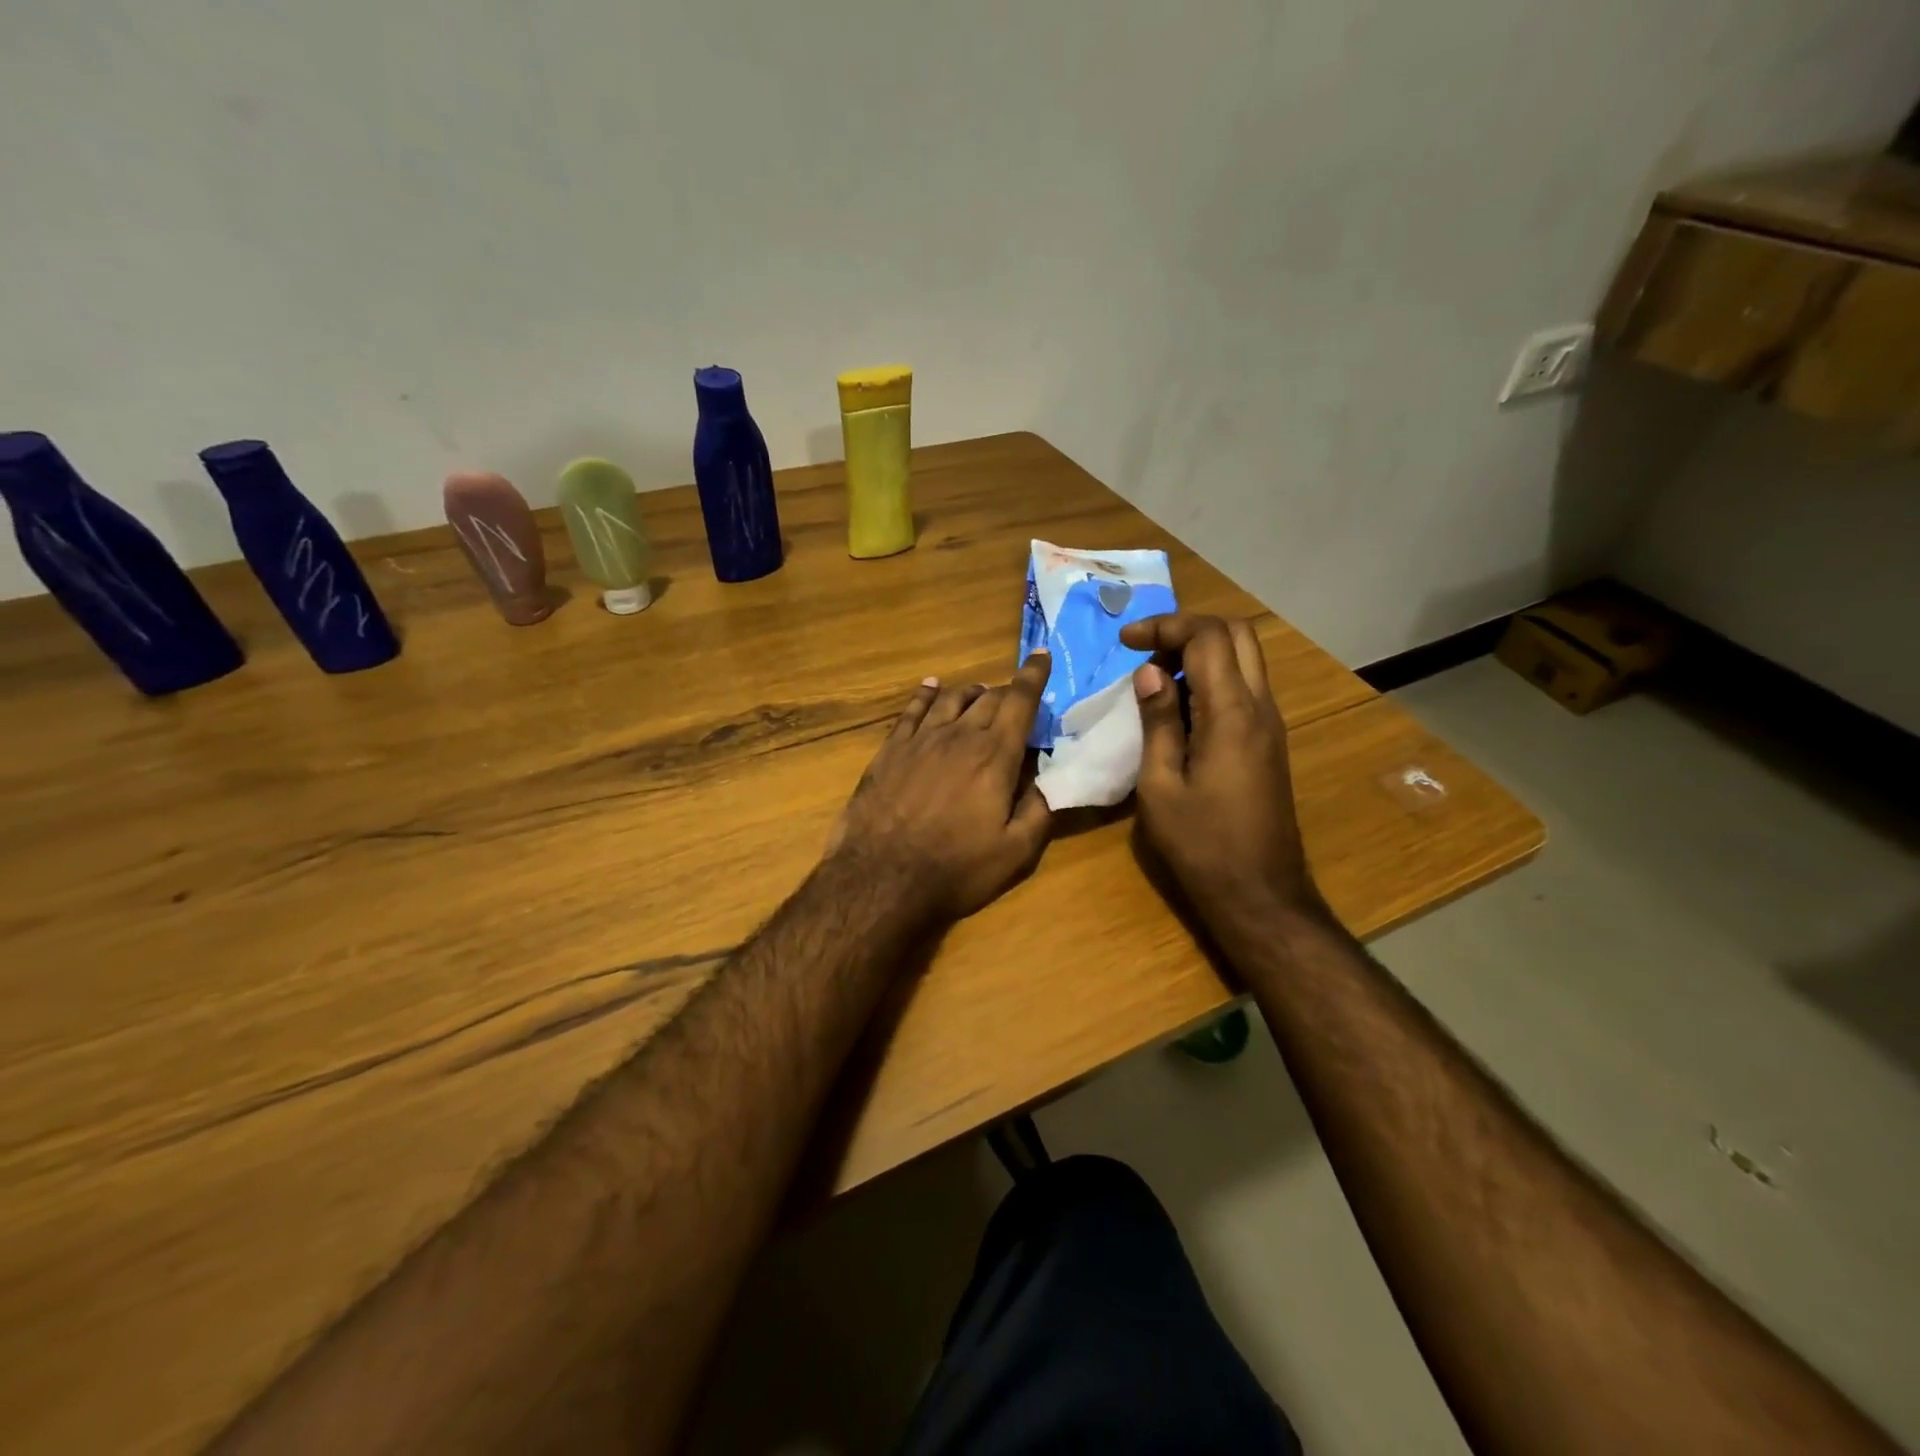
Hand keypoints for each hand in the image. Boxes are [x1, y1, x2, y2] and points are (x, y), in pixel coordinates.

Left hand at [830, 652, 1053, 921]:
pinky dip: (926, 694)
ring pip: (951, 698)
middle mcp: (959, 736)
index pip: (1020, 701)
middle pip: (988, 698)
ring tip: (980, 694)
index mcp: (994, 756)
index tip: (1041, 655)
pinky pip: (912, 710)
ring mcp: (920, 739)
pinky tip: (932, 687)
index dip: (1033, 675)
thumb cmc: (955, 868)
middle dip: (1007, 691)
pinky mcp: (890, 749)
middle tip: (1016, 699)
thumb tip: (1053, 776)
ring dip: (971, 691)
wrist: (881, 878)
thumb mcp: (1015, 852)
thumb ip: (1040, 809)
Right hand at [1120, 614, 1326, 934]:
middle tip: (1146, 652)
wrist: (1260, 894)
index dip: (1164, 626)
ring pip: (1244, 659)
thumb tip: (1151, 673)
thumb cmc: (1201, 845)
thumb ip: (1158, 722)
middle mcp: (1260, 708)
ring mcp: (1271, 725)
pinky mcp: (1270, 743)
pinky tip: (1178, 710)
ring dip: (1201, 654)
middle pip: (1237, 634)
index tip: (1124, 642)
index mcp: (1232, 714)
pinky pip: (1245, 688)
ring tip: (1155, 682)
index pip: (1207, 637)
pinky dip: (1212, 680)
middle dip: (1188, 630)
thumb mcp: (1160, 785)